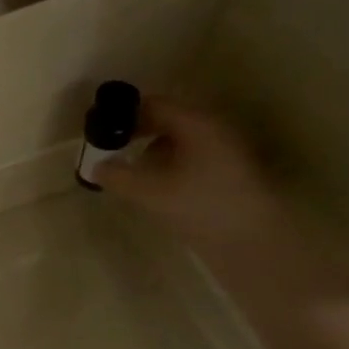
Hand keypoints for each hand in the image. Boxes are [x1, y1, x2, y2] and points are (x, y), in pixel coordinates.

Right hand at [95, 96, 295, 262]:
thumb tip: (95, 167)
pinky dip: (168, 164)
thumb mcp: (150, 192)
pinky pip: (190, 156)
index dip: (125, 113)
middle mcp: (213, 129)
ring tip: (131, 171)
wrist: (253, 243)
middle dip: (137, 133)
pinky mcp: (228, 173)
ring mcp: (224, 150)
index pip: (154, 104)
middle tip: (110, 150)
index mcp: (196, 123)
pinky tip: (156, 186)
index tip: (101, 129)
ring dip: (151, 150)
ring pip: (179, 140)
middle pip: (167, 119)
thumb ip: (117, 176)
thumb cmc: (200, 207)